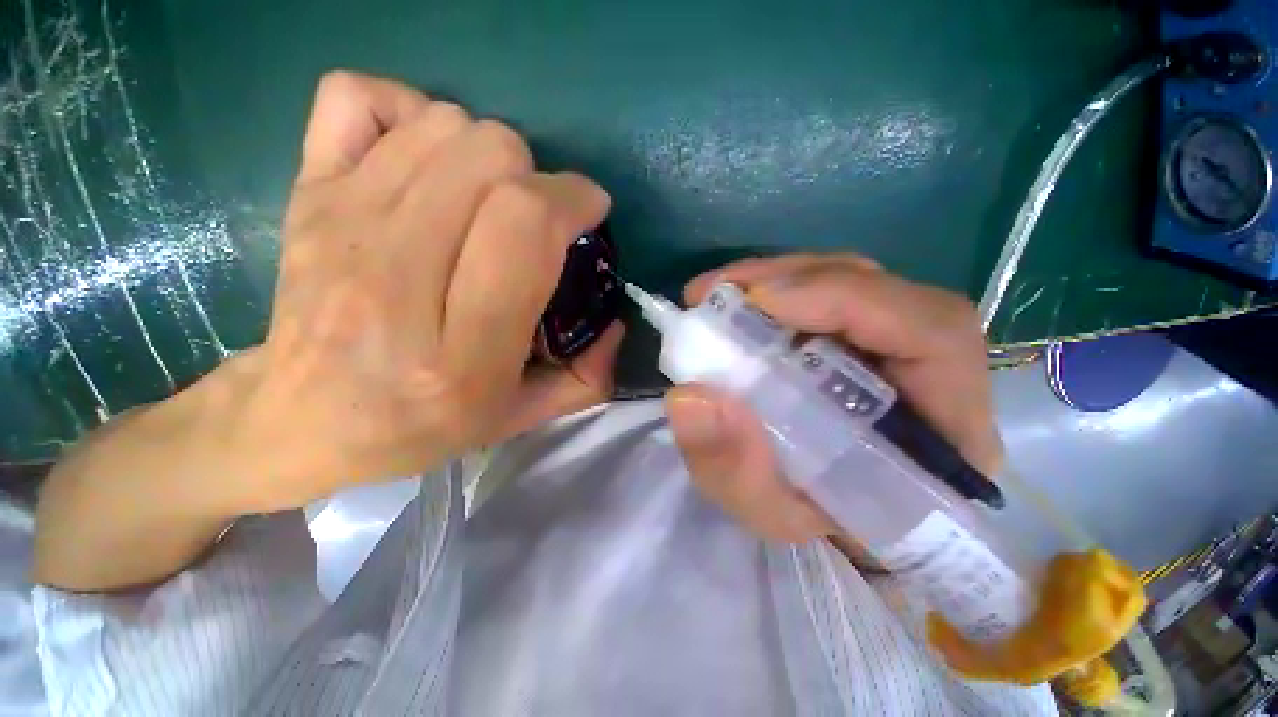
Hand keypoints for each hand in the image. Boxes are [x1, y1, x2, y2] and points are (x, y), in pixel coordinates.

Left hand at [226, 71, 621, 509]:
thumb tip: (615, 321)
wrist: (301, 422)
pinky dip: (406, 110)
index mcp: (460, 352)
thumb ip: (587, 376)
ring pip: (441, 125)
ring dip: (487, 152)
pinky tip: (423, 158)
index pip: (525, 226)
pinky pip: (358, 99)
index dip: (572, 198)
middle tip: (538, 215)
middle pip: (488, 159)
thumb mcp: (521, 417)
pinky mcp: (305, 196)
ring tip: (488, 197)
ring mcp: (340, 227)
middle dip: (537, 176)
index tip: (588, 210)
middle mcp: (395, 281)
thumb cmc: (420, 426)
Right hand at [665, 254, 999, 542]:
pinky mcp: (863, 338)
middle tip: (717, 293)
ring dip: (777, 280)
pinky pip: (826, 296)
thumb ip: (734, 468)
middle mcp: (934, 372)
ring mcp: (898, 346)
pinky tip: (737, 305)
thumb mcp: (771, 513)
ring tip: (718, 296)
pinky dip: (776, 291)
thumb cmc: (821, 528)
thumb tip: (688, 396)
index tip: (760, 303)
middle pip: (881, 291)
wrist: (839, 524)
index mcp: (946, 430)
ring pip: (850, 283)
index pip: (933, 332)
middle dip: (792, 280)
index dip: (848, 300)